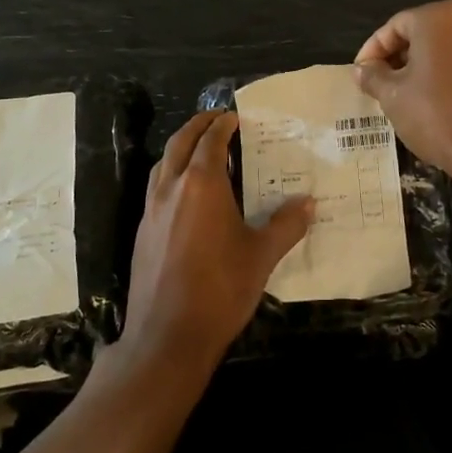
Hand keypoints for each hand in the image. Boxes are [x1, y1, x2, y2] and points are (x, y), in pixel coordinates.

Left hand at [119, 112, 312, 374]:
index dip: (222, 125)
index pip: (210, 140)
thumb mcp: (261, 256)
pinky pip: (157, 188)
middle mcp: (171, 188)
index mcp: (201, 185)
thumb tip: (309, 203)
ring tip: (201, 151)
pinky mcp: (143, 231)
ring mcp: (151, 210)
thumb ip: (286, 225)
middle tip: (215, 119)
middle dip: (197, 126)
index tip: (234, 117)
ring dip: (180, 148)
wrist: (167, 335)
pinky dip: (171, 174)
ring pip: (163, 164)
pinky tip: (186, 195)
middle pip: (180, 142)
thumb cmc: (220, 289)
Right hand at [354, 0, 451, 184]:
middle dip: (400, 57)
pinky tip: (442, 104)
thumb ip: (373, 76)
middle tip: (382, 84)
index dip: (373, 50)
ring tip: (410, 97)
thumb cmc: (439, 116)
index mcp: (441, 18)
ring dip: (427, 67)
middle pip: (425, 33)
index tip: (362, 73)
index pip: (396, 26)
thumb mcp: (393, 97)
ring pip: (450, 50)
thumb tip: (362, 69)